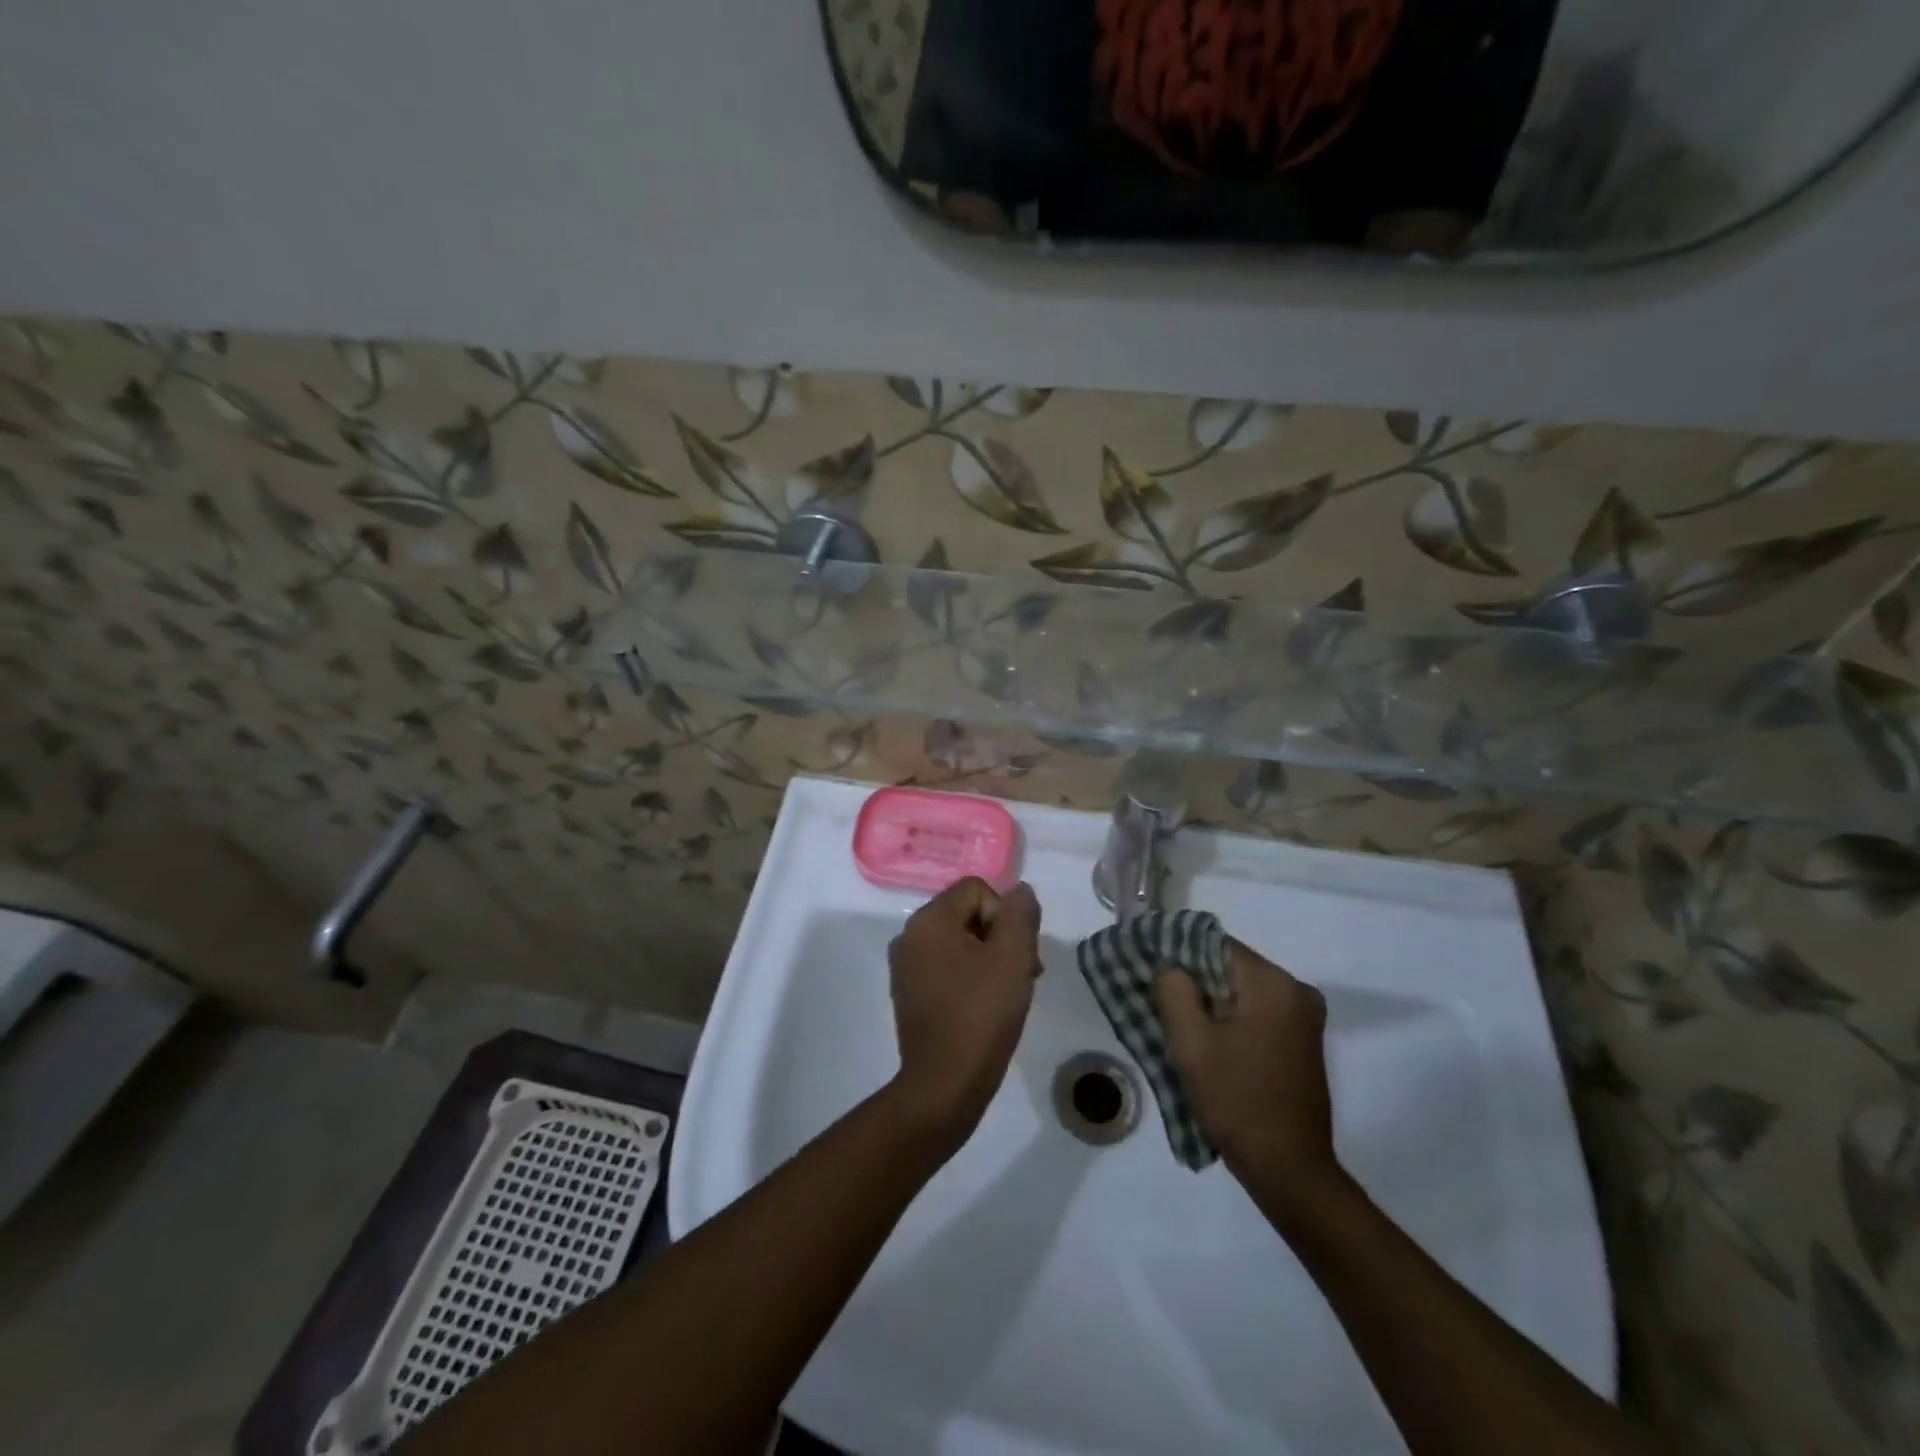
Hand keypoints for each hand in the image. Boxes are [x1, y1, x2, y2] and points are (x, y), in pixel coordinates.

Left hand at [887, 878, 1041, 1148]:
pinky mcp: (909, 993)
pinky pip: (946, 967)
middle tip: (1023, 975)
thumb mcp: (1013, 957)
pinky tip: (985, 1008)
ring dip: (989, 959)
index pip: (977, 889)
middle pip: (967, 914)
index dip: (1005, 916)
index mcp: (929, 919)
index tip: (1018, 954)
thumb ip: (1020, 914)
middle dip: (1000, 938)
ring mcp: (906, 966)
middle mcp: (910, 935)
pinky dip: (970, 978)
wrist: (944, 1085)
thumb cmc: (981, 1015)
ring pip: (959, 942)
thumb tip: (1020, 890)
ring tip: (1008, 994)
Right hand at [1155, 940, 1338, 1191]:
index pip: (1214, 944)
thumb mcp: (1191, 1043)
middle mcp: (1297, 991)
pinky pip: (1257, 1012)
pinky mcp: (1303, 1041)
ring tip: (1178, 1022)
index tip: (1149, 967)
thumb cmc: (1237, 1101)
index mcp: (1274, 984)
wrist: (1289, 1170)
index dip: (1178, 952)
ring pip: (1241, 990)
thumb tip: (1171, 967)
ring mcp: (1304, 1018)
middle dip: (1193, 980)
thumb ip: (1174, 990)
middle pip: (1229, 966)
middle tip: (1158, 999)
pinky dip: (1230, 1019)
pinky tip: (1208, 1041)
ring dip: (1210, 1001)